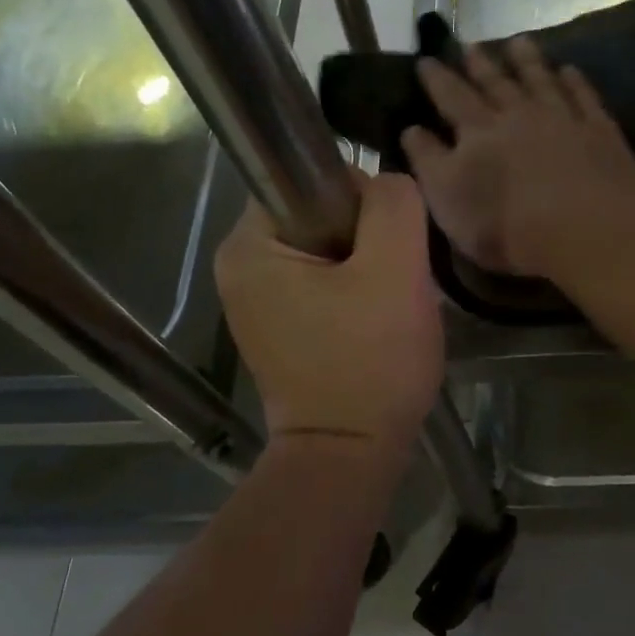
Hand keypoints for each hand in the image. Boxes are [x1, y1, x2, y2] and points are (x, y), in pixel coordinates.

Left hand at [215, 170, 442, 448]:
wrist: (349, 456)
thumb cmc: (370, 363)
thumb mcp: (395, 271)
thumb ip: (392, 204)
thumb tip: (383, 184)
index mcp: (249, 246)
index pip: (312, 180)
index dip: (362, 201)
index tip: (389, 245)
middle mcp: (239, 267)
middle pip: (320, 214)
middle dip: (368, 238)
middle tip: (395, 280)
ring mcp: (256, 301)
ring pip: (328, 249)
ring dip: (366, 266)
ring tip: (387, 305)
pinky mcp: (279, 327)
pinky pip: (323, 282)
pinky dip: (354, 291)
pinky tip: (374, 321)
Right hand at [402, 37, 634, 279]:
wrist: (585, 230)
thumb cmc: (506, 224)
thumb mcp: (448, 199)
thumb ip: (427, 161)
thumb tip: (410, 129)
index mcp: (478, 131)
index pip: (451, 97)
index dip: (436, 78)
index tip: (425, 60)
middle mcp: (518, 114)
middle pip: (496, 82)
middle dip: (480, 63)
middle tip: (470, 44)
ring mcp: (562, 118)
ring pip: (540, 80)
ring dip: (527, 60)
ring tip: (518, 41)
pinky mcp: (600, 131)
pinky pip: (584, 96)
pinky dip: (574, 81)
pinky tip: (569, 70)